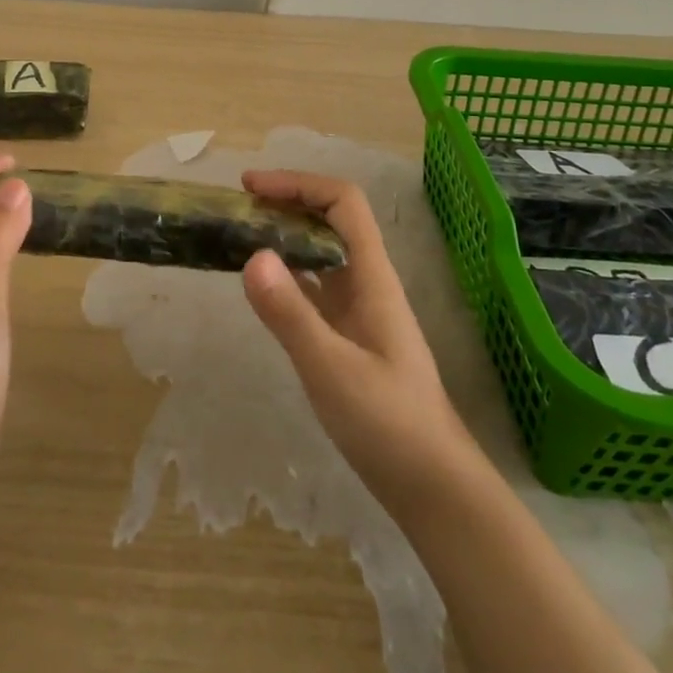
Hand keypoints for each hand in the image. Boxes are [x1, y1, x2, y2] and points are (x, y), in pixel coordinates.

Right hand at [240, 170, 478, 520]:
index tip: (252, 187)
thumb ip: (291, 314)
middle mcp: (367, 283)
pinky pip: (314, 287)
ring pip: (321, 253)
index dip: (298, 184)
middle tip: (238, 209)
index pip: (343, 203)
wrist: (434, 488)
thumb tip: (250, 255)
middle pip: (330, 220)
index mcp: (372, 277)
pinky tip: (261, 287)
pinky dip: (286, 274)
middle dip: (287, 202)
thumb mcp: (332, 369)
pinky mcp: (349, 337)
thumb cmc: (390, 425)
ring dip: (284, 235)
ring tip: (240, 237)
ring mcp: (359, 311)